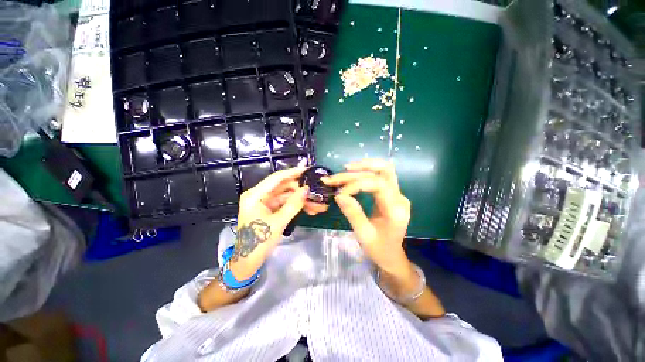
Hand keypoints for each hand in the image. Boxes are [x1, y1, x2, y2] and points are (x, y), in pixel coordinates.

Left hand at [230, 167, 326, 279]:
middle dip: (301, 190)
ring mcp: (265, 203)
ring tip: (317, 205)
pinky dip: (296, 206)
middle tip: (317, 192)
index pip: (277, 178)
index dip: (293, 172)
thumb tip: (306, 190)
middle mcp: (259, 195)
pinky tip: (310, 210)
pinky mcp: (270, 210)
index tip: (308, 169)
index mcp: (255, 195)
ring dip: (301, 200)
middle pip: (284, 187)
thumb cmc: (259, 242)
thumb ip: (293, 205)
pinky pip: (285, 204)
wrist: (248, 262)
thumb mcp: (278, 223)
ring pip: (287, 196)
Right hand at [323, 159, 411, 275]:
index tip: (340, 192)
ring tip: (344, 169)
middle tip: (337, 176)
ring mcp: (397, 194)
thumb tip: (339, 195)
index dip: (357, 184)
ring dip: (363, 167)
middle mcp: (400, 197)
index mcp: (396, 209)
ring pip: (383, 169)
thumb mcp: (363, 234)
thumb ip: (353, 213)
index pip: (378, 184)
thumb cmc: (379, 249)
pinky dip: (365, 172)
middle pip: (383, 170)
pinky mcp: (391, 194)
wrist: (391, 256)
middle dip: (358, 170)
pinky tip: (353, 174)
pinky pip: (380, 176)